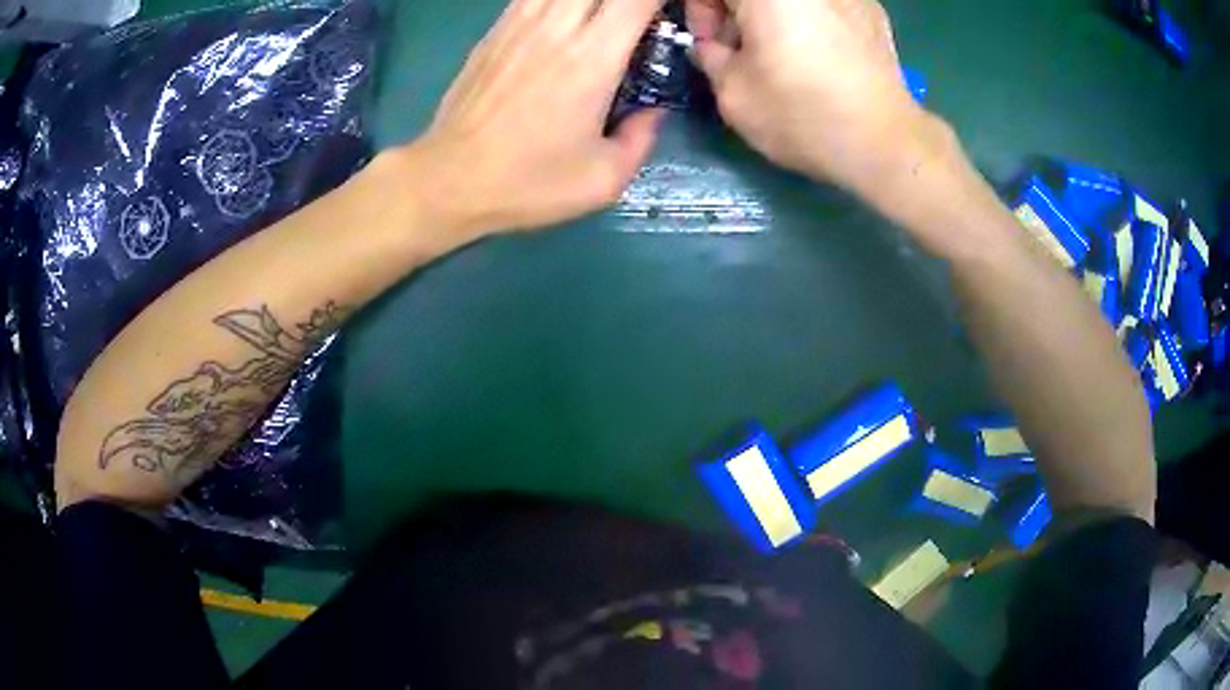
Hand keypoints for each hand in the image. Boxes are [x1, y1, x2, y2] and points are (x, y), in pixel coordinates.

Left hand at [404, 0, 666, 244]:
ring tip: (601, 19)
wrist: (449, 180)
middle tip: (635, 19)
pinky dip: (557, 0)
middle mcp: (557, 27)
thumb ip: (641, 138)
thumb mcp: (603, 179)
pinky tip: (564, 17)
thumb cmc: (528, 182)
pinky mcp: (494, 30)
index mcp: (593, 57)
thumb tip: (654, 111)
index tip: (667, 12)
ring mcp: (519, 23)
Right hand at [685, 0, 931, 191]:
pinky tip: (818, 56)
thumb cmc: (802, 115)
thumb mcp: (732, 92)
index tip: (709, 42)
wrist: (885, 144)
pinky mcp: (872, 11)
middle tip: (739, 49)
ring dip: (772, 16)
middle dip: (735, 11)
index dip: (699, 9)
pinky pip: (824, 5)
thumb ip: (710, 56)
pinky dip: (809, 19)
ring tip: (781, 55)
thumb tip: (712, 46)